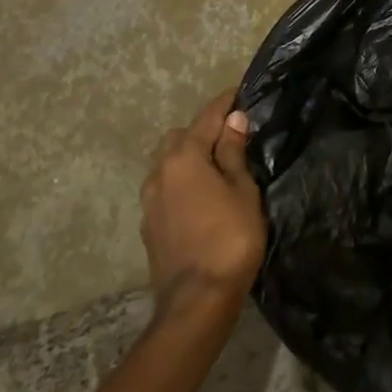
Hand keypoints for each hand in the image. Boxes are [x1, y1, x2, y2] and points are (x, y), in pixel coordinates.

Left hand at [142, 88, 265, 311]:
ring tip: (218, 167)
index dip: (226, 103)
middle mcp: (159, 173)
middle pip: (179, 138)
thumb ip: (233, 153)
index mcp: (183, 158)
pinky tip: (202, 196)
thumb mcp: (242, 190)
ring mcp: (149, 202)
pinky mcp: (150, 226)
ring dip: (190, 158)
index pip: (206, 118)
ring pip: (167, 164)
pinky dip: (183, 182)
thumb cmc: (230, 238)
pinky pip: (166, 189)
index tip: (242, 92)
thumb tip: (233, 120)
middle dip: (202, 131)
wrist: (197, 300)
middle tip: (232, 137)